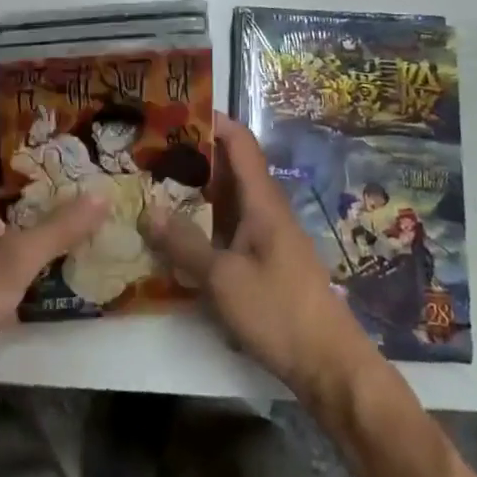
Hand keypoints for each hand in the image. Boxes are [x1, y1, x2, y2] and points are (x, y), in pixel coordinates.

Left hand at [0, 111, 107, 379]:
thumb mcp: (16, 259)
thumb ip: (61, 226)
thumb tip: (105, 193)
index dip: (25, 106)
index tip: (66, 98)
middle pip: (5, 152)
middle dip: (44, 143)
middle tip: (89, 133)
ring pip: (8, 185)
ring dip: (41, 176)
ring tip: (86, 167)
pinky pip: (7, 211)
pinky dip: (33, 206)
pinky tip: (65, 214)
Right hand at [141, 114, 381, 405]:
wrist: (329, 363)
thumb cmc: (278, 311)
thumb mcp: (223, 279)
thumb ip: (185, 244)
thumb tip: (148, 210)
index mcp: (262, 198)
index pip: (239, 141)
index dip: (212, 121)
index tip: (175, 113)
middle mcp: (266, 207)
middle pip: (230, 167)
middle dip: (193, 156)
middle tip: (150, 153)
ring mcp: (267, 234)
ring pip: (228, 198)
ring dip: (197, 191)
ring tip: (155, 187)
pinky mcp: (265, 259)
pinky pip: (230, 225)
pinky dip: (205, 221)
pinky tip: (178, 234)